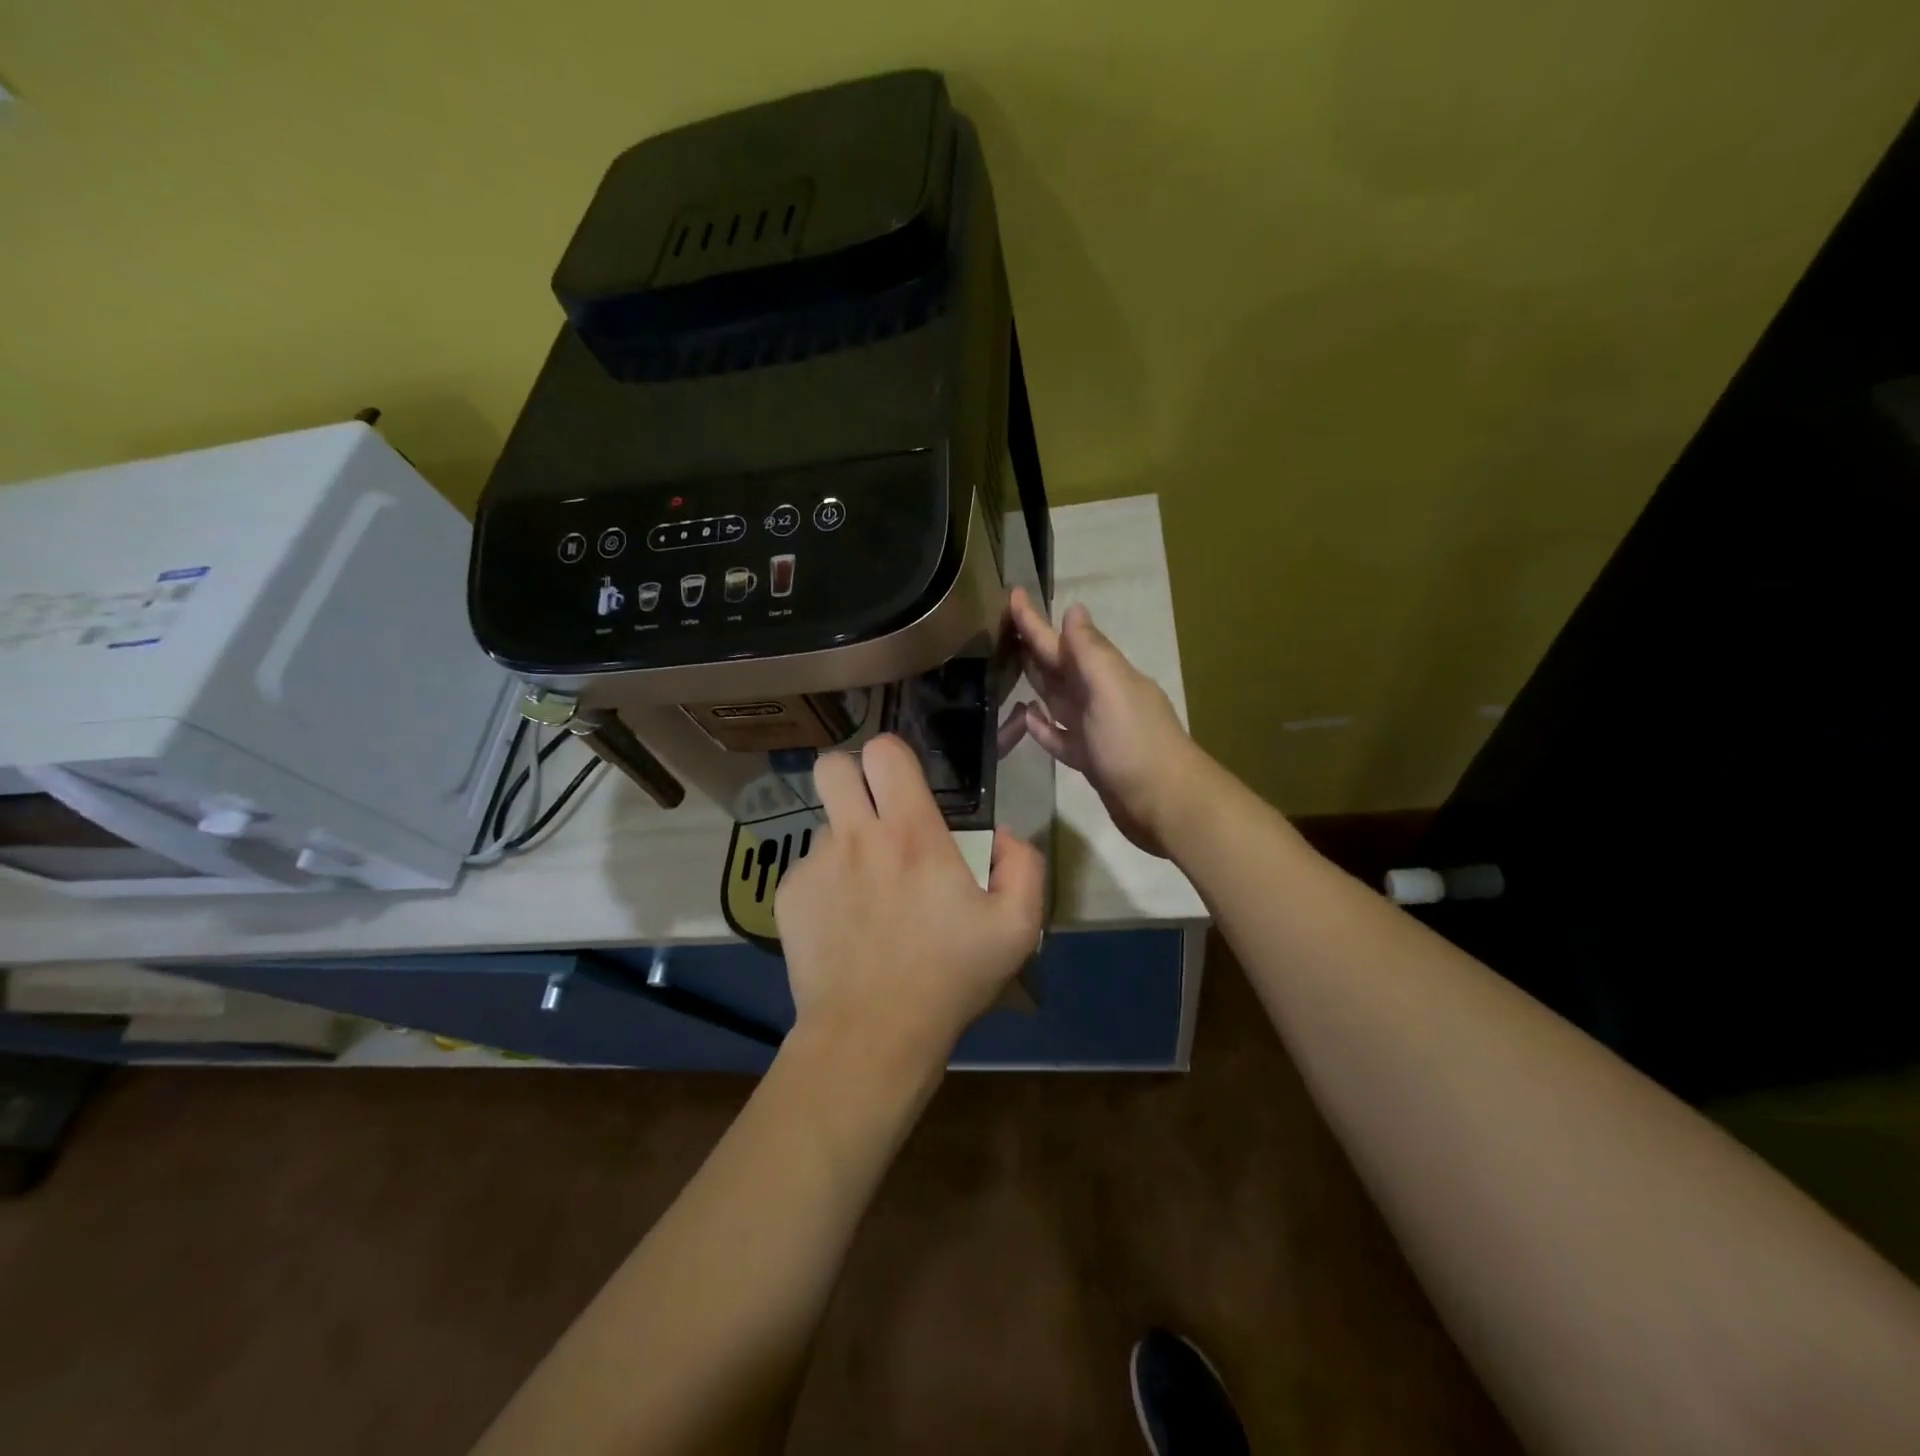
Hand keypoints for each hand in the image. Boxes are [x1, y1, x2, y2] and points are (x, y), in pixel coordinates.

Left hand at [774, 735, 1045, 1080]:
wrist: (872, 1034)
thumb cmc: (949, 977)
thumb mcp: (1017, 928)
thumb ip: (1024, 867)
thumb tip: (1005, 835)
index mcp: (911, 833)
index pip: (885, 752)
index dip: (894, 757)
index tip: (906, 784)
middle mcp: (856, 837)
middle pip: (832, 766)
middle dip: (852, 777)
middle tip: (873, 812)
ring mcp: (815, 866)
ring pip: (824, 825)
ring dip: (846, 842)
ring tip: (867, 891)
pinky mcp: (789, 897)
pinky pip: (808, 869)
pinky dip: (826, 884)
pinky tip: (844, 923)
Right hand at [1009, 587, 1201, 856]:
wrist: (1165, 803)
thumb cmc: (1134, 743)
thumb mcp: (1111, 689)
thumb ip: (1091, 651)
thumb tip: (1073, 610)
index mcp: (1104, 676)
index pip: (1062, 641)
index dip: (1036, 621)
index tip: (1013, 594)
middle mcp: (1099, 697)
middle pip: (1059, 666)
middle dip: (1034, 645)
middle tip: (1003, 626)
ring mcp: (1094, 729)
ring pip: (1057, 698)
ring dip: (1036, 682)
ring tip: (1009, 667)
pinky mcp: (1089, 760)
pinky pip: (1059, 736)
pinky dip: (1042, 726)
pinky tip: (1026, 719)